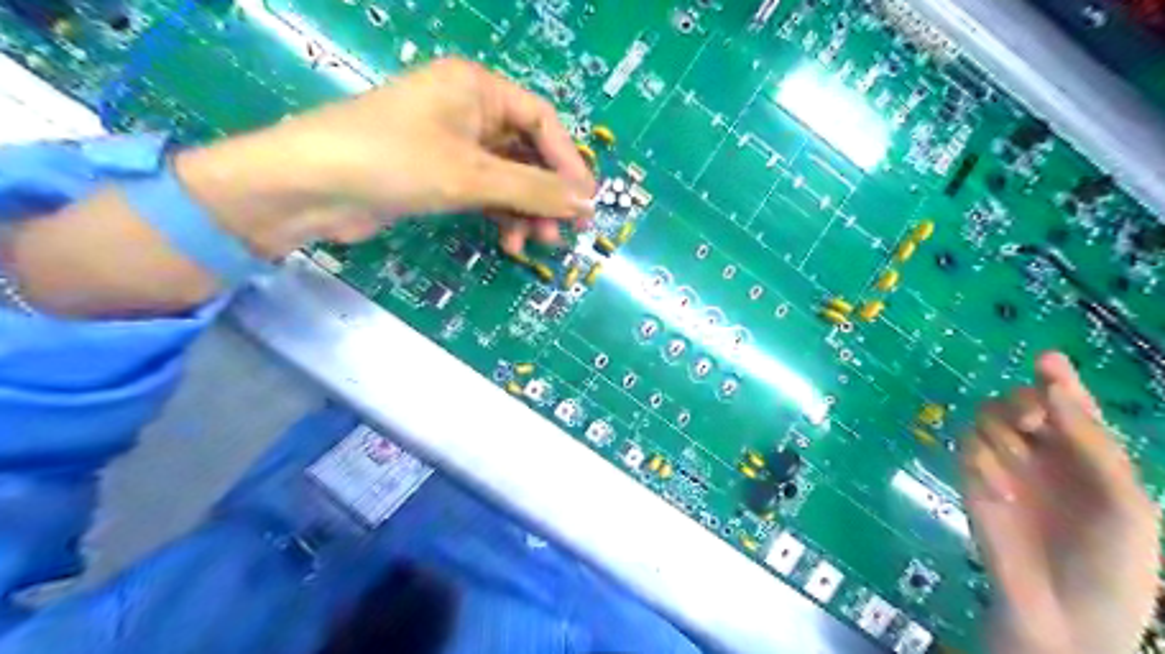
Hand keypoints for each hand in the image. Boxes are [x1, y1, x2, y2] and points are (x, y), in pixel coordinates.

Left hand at [2, 59, 595, 316]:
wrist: (311, 189)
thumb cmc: (394, 162)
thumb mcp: (472, 176)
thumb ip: (533, 190)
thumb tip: (585, 203)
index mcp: (477, 88)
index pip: (541, 120)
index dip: (568, 162)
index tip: (585, 202)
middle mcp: (469, 110)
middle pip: (527, 152)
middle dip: (546, 193)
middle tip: (565, 230)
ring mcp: (454, 145)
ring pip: (509, 177)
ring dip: (526, 211)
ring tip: (536, 244)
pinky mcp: (440, 175)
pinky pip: (486, 193)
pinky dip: (501, 216)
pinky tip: (509, 241)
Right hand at [966, 352, 1153, 652]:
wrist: (1065, 616)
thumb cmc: (1113, 563)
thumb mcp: (1123, 502)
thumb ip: (1090, 442)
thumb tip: (1050, 385)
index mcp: (1087, 455)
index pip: (1067, 404)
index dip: (1058, 379)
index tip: (1047, 360)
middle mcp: (1043, 454)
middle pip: (1018, 402)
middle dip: (1021, 403)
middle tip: (1030, 424)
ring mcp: (1005, 467)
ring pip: (986, 419)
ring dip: (998, 431)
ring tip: (1014, 460)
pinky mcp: (972, 482)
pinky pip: (965, 450)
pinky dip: (979, 463)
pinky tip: (999, 494)